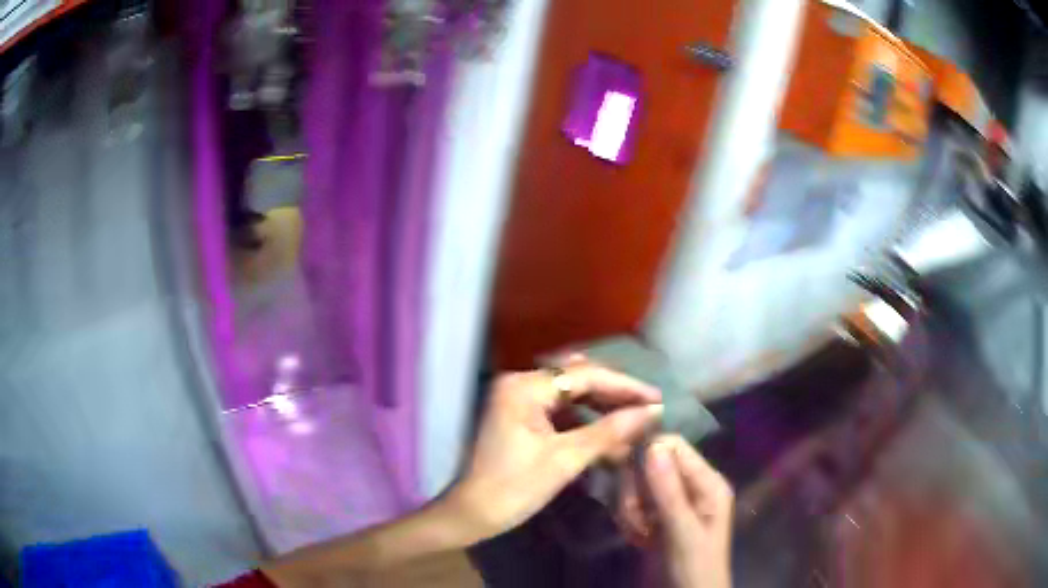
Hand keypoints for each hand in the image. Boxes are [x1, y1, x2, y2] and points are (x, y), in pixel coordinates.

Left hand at [446, 362, 662, 540]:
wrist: (470, 515)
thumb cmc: (513, 488)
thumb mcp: (565, 460)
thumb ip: (609, 432)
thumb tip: (651, 412)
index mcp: (524, 387)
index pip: (585, 376)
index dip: (625, 387)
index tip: (658, 398)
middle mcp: (519, 383)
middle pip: (578, 381)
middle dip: (615, 396)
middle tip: (650, 409)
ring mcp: (518, 400)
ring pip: (571, 396)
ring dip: (602, 410)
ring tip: (635, 422)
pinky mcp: (519, 417)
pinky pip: (560, 412)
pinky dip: (584, 422)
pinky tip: (608, 436)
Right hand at [642, 435, 733, 587]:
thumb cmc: (694, 566)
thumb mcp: (683, 531)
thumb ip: (669, 491)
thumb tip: (653, 445)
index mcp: (707, 482)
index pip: (673, 447)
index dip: (648, 454)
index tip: (627, 477)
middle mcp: (689, 486)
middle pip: (649, 466)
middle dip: (635, 493)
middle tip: (638, 520)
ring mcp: (671, 502)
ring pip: (636, 487)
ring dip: (630, 511)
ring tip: (639, 536)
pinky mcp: (655, 517)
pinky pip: (631, 505)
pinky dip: (628, 522)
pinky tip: (637, 540)